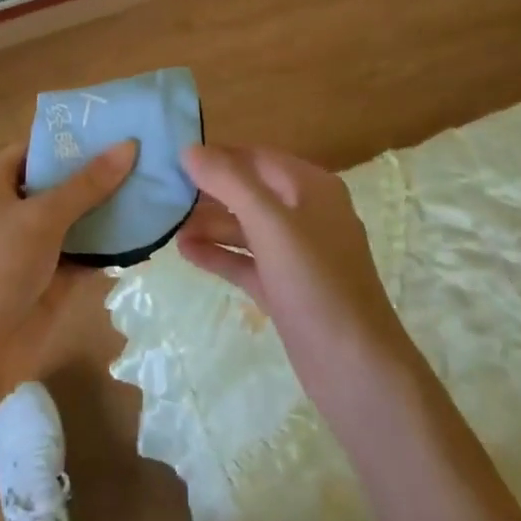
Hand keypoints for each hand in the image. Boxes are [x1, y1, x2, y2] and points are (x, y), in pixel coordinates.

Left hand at [0, 139, 135, 395]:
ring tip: (155, 190)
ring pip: (74, 221)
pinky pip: (81, 255)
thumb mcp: (41, 217)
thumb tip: (128, 145)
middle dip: (98, 175)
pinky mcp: (46, 282)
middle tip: (147, 158)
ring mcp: (29, 248)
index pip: (37, 149)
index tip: (116, 129)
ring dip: (107, 212)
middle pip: (59, 184)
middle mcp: (9, 211)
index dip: (73, 139)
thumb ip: (87, 184)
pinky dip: (107, 248)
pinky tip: (144, 236)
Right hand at [177, 145, 420, 405]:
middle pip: (249, 191)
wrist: (357, 371)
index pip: (255, 157)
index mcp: (311, 187)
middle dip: (209, 191)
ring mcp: (298, 254)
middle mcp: (306, 214)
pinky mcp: (287, 288)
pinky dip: (220, 254)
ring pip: (246, 227)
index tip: (173, 157)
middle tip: (163, 192)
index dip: (217, 155)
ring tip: (167, 224)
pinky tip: (186, 252)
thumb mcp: (271, 224)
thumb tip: (189, 149)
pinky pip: (247, 260)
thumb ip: (230, 182)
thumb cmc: (316, 283)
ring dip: (210, 224)